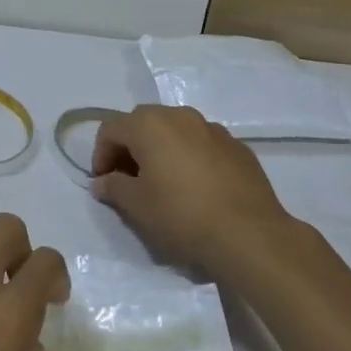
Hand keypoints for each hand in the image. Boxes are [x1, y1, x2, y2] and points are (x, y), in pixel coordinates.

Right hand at [90, 105, 292, 269]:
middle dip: (130, 147)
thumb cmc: (182, 216)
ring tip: (164, 183)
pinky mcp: (237, 146)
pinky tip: (196, 187)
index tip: (103, 183)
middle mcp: (180, 116)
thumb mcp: (137, 207)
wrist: (249, 234)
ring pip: (175, 130)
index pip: (111, 128)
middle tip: (129, 179)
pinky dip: (190, 156)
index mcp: (150, 124)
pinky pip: (202, 143)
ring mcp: (212, 128)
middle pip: (143, 122)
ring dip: (161, 149)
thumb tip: (102, 182)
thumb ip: (113, 188)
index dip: (100, 155)